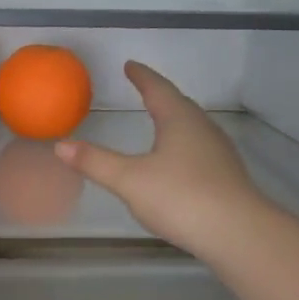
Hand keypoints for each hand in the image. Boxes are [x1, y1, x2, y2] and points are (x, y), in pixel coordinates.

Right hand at [55, 61, 265, 258]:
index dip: (142, 77)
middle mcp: (203, 129)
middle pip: (179, 105)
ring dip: (174, 121)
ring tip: (159, 121)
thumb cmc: (181, 197)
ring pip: (192, 128)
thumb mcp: (129, 180)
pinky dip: (182, 146)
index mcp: (180, 120)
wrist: (237, 234)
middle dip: (160, 96)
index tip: (130, 66)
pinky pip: (199, 150)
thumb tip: (61, 145)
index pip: (158, 89)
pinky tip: (177, 162)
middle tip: (144, 89)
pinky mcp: (225, 177)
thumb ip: (95, 162)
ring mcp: (218, 154)